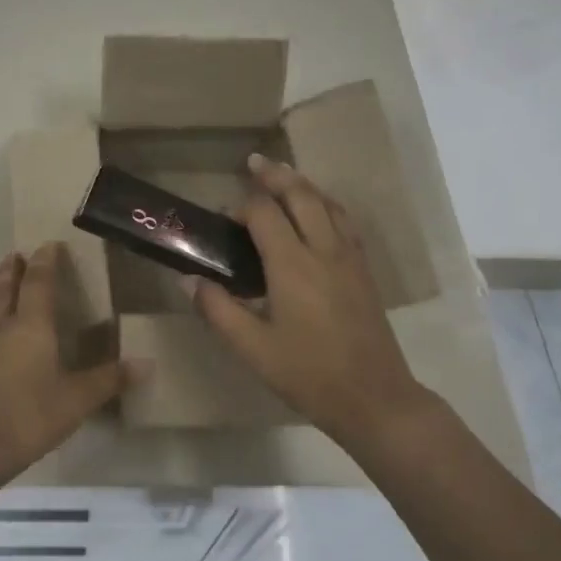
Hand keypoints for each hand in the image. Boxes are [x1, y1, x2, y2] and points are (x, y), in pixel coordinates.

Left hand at [0, 243, 141, 490]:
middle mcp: (3, 327)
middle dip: (14, 270)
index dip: (46, 262)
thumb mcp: (77, 400)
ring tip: (5, 281)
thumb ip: (109, 379)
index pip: (39, 283)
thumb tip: (145, 364)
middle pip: (7, 288)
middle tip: (19, 254)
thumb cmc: (29, 417)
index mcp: (30, 326)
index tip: (51, 244)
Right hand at [185, 154, 436, 452]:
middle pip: (301, 195)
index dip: (242, 207)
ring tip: (284, 177)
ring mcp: (350, 258)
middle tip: (254, 163)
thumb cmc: (307, 373)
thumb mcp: (251, 347)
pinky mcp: (364, 271)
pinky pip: (344, 222)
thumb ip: (217, 309)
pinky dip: (326, 205)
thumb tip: (188, 279)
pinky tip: (319, 214)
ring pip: (328, 204)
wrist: (373, 397)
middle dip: (276, 176)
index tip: (223, 217)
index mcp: (292, 265)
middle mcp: (324, 250)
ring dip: (304, 185)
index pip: (265, 214)